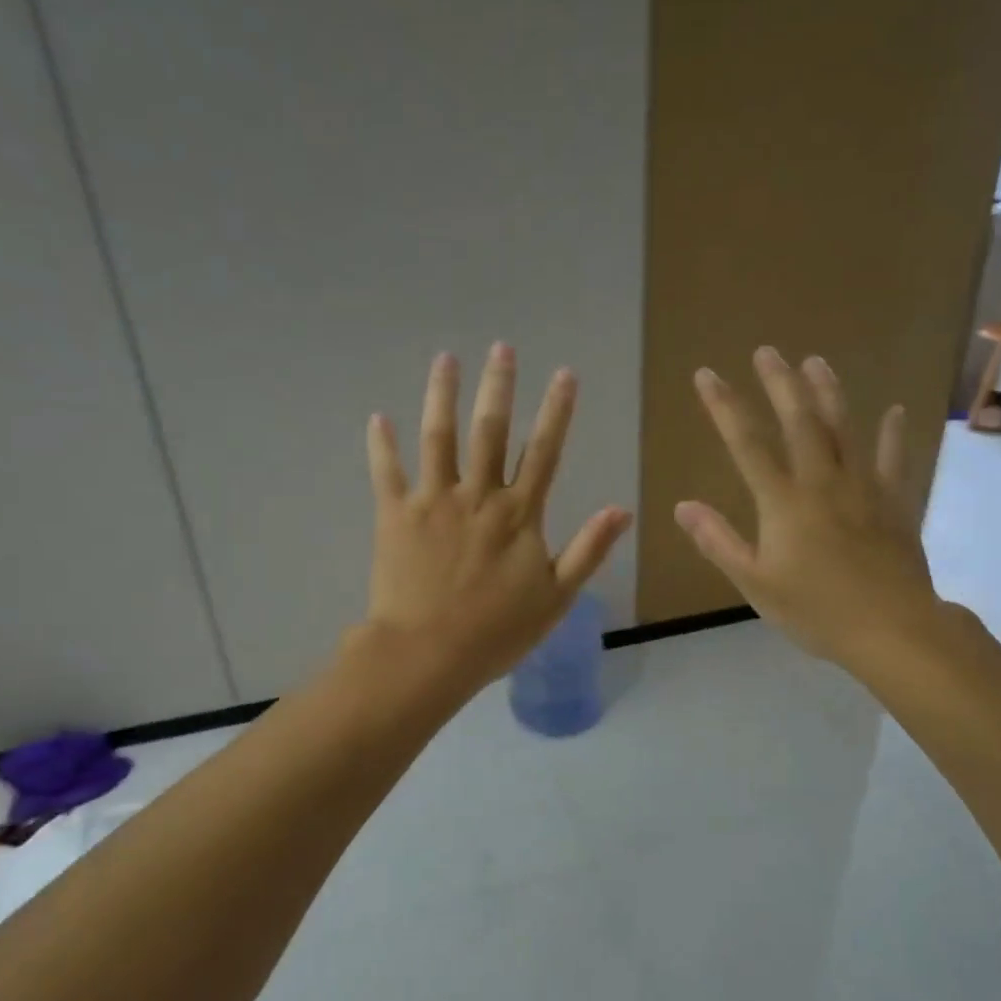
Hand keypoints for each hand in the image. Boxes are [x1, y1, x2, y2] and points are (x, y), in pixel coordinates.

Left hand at [362, 344, 632, 695]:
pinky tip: (378, 418)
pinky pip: (386, 472)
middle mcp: (477, 496)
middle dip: (498, 386)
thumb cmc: (497, 631)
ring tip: (446, 360)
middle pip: (490, 430)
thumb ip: (588, 551)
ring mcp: (433, 501)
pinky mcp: (394, 515)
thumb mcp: (556, 597)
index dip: (556, 411)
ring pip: (438, 437)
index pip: (543, 451)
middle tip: (501, 347)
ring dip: (442, 395)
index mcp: (518, 515)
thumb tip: (622, 511)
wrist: (428, 653)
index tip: (564, 374)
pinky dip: (381, 445)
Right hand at [676, 347, 934, 666]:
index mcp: (783, 502)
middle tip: (767, 351)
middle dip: (779, 384)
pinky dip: (894, 435)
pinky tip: (895, 412)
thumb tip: (683, 506)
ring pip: (844, 429)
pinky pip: (894, 460)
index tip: (707, 375)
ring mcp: (864, 488)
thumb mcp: (755, 583)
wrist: (891, 629)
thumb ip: (719, 542)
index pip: (747, 444)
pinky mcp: (895, 503)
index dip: (725, 407)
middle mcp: (822, 482)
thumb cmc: (816, 611)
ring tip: (816, 361)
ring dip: (828, 392)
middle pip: (799, 422)